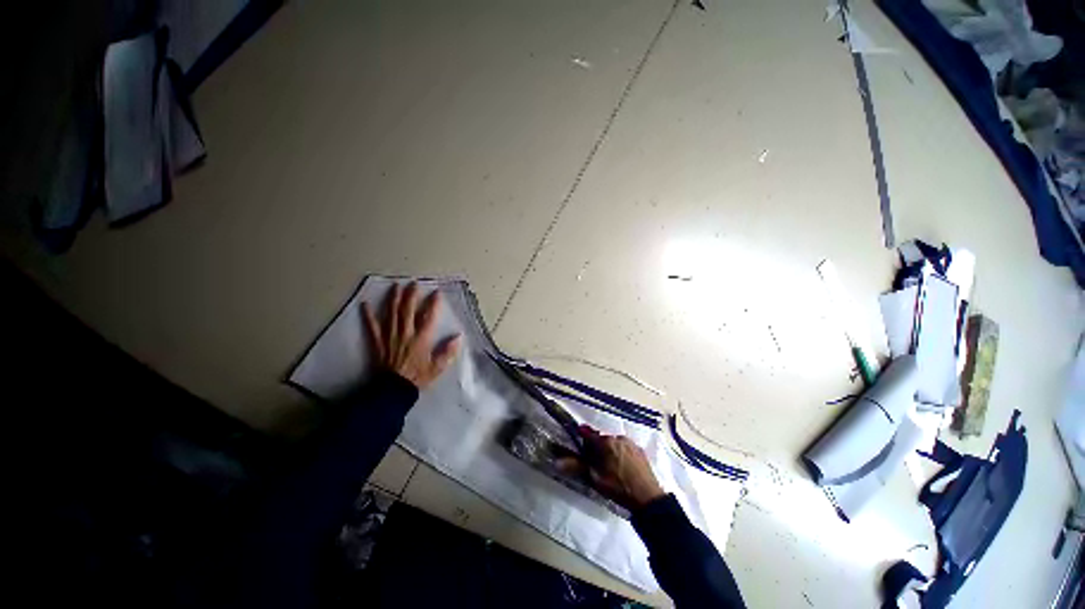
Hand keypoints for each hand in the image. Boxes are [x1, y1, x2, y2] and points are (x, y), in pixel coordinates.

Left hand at [362, 282, 461, 388]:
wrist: (394, 390)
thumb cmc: (418, 378)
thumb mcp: (438, 367)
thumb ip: (448, 352)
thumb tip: (458, 336)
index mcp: (421, 339)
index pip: (428, 317)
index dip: (433, 304)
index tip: (436, 292)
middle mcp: (405, 334)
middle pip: (408, 311)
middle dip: (411, 296)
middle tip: (413, 283)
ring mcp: (390, 337)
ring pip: (391, 314)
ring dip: (393, 299)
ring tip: (395, 286)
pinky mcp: (378, 343)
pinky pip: (372, 327)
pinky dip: (368, 316)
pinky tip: (364, 304)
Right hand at [571, 426, 665, 510]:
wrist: (648, 498)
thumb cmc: (618, 487)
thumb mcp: (595, 479)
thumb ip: (576, 467)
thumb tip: (557, 462)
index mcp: (605, 442)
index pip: (588, 435)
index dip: (582, 443)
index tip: (580, 451)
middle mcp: (617, 437)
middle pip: (601, 439)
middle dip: (597, 449)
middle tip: (596, 466)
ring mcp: (630, 443)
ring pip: (614, 443)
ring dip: (609, 451)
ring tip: (611, 469)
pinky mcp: (639, 450)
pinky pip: (625, 448)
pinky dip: (621, 454)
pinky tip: (623, 469)